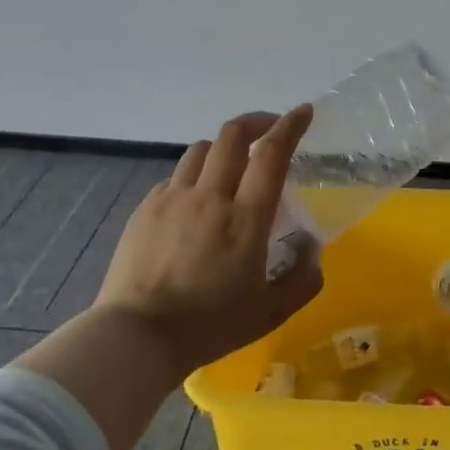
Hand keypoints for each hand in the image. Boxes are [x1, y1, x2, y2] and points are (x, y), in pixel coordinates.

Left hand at [17, 104, 320, 449]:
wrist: (137, 337)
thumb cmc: (210, 325)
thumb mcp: (271, 312)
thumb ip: (302, 279)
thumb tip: (312, 249)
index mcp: (246, 218)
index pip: (271, 154)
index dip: (290, 126)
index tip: (303, 112)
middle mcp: (210, 197)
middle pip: (232, 136)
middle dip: (256, 122)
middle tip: (270, 128)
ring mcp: (173, 199)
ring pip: (200, 150)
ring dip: (223, 147)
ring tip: (232, 164)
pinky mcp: (146, 210)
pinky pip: (175, 177)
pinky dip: (194, 176)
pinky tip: (196, 200)